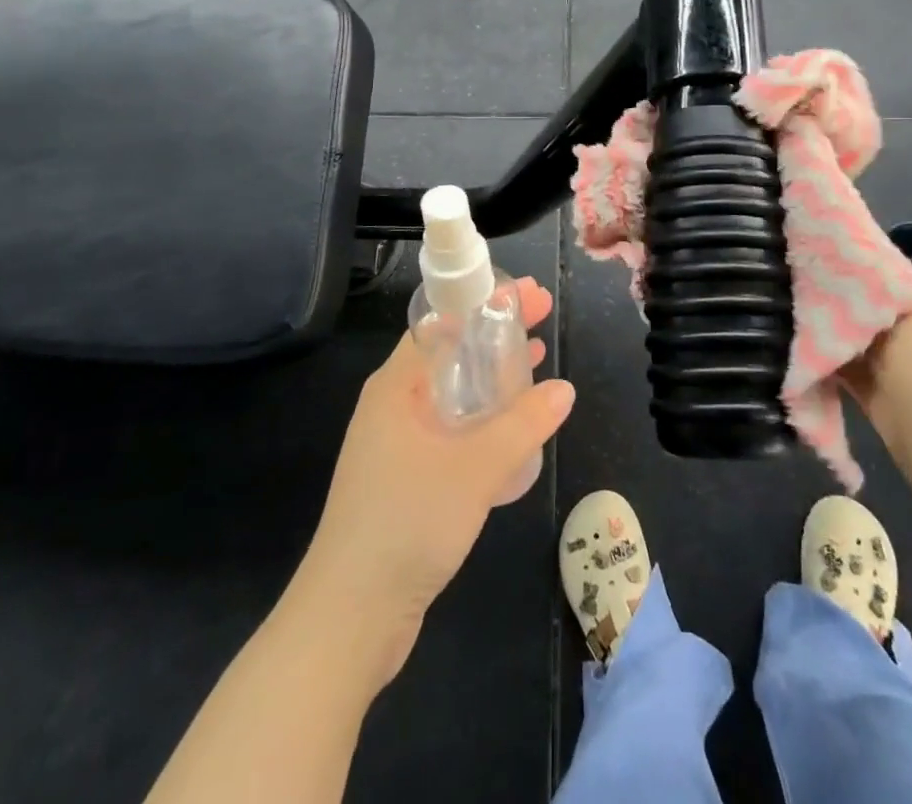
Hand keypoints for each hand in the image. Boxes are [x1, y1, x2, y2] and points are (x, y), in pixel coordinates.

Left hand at [295, 277, 573, 692]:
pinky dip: (483, 417)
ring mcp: (397, 445)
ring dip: (493, 375)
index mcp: (396, 386)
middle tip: (542, 316)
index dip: (485, 302)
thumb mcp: (474, 468)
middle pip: (451, 353)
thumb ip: (523, 425)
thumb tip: (563, 390)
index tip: (528, 293)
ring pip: (454, 393)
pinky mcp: (406, 480)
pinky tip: (514, 428)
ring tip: (536, 358)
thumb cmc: (406, 523)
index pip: (443, 322)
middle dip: (495, 334)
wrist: (349, 618)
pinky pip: (452, 430)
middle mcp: (393, 406)